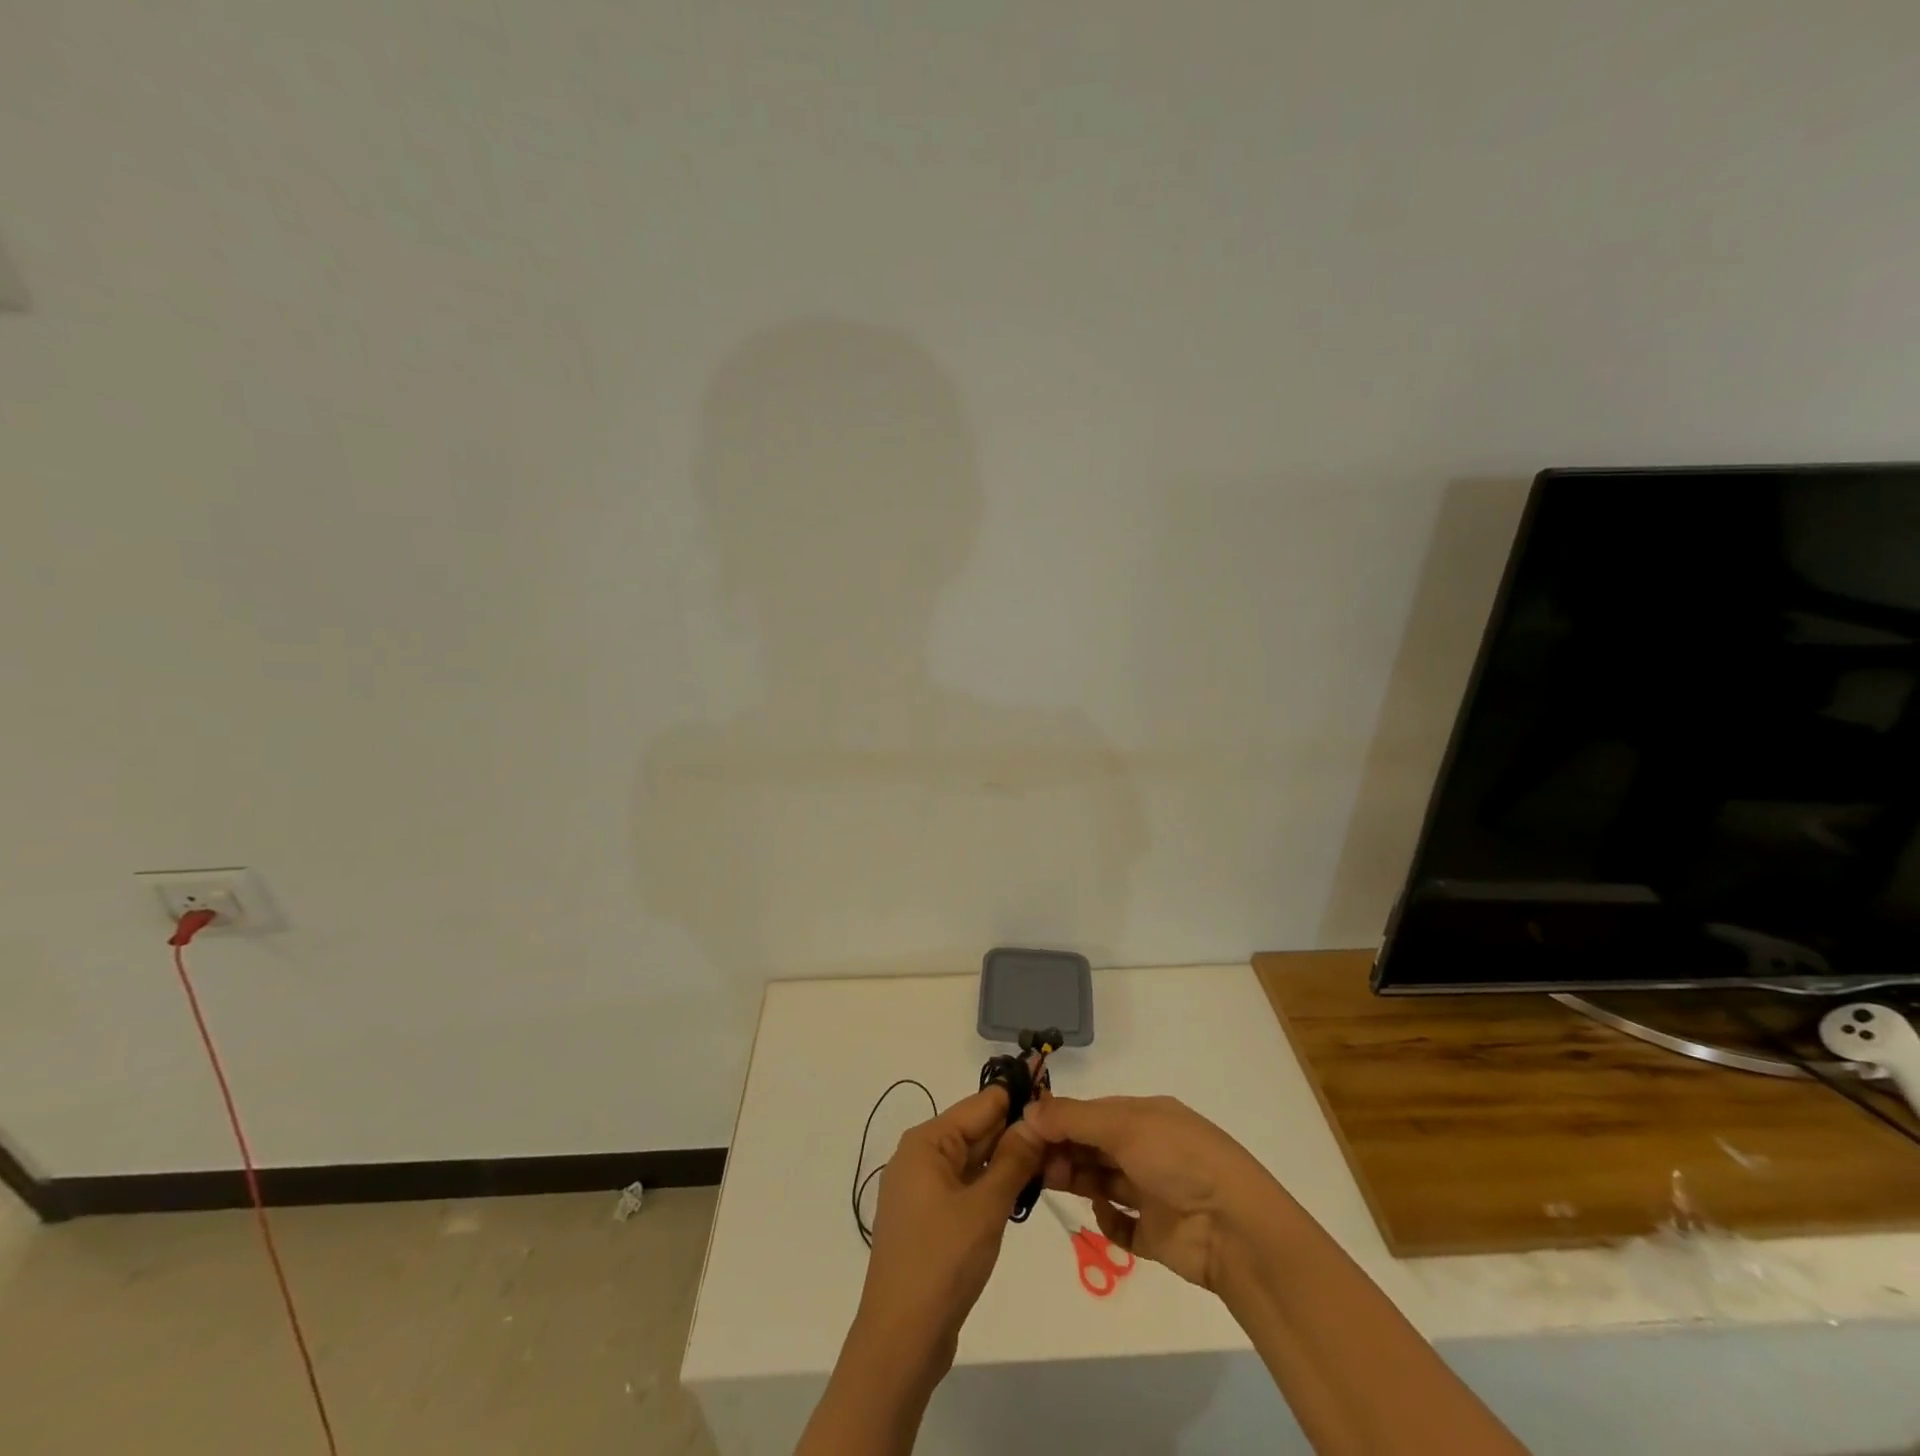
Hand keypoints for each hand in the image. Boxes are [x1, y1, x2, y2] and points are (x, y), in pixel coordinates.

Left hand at [855, 1085, 1045, 1359]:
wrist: (900, 1341)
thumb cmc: (942, 1262)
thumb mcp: (986, 1207)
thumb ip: (1013, 1160)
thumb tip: (1036, 1120)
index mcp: (926, 1142)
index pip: (980, 1104)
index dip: (1017, 1098)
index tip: (1055, 1096)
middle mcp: (920, 1157)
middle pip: (975, 1130)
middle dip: (1016, 1130)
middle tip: (1062, 1133)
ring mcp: (922, 1190)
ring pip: (973, 1160)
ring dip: (1007, 1160)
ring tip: (1052, 1157)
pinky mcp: (929, 1219)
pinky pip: (966, 1186)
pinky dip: (992, 1185)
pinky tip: (1023, 1190)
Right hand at [1023, 1094, 1282, 1292]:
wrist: (1235, 1228)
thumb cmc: (1179, 1160)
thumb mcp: (1124, 1126)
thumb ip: (1073, 1119)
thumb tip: (1028, 1110)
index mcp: (1144, 1116)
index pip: (1091, 1113)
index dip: (1058, 1119)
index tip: (1024, 1129)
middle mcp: (1146, 1149)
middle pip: (1092, 1146)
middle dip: (1061, 1149)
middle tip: (1030, 1160)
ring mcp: (1151, 1192)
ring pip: (1100, 1180)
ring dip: (1075, 1178)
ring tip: (1050, 1182)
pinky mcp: (1154, 1233)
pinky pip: (1119, 1222)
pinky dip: (1106, 1218)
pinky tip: (1102, 1213)